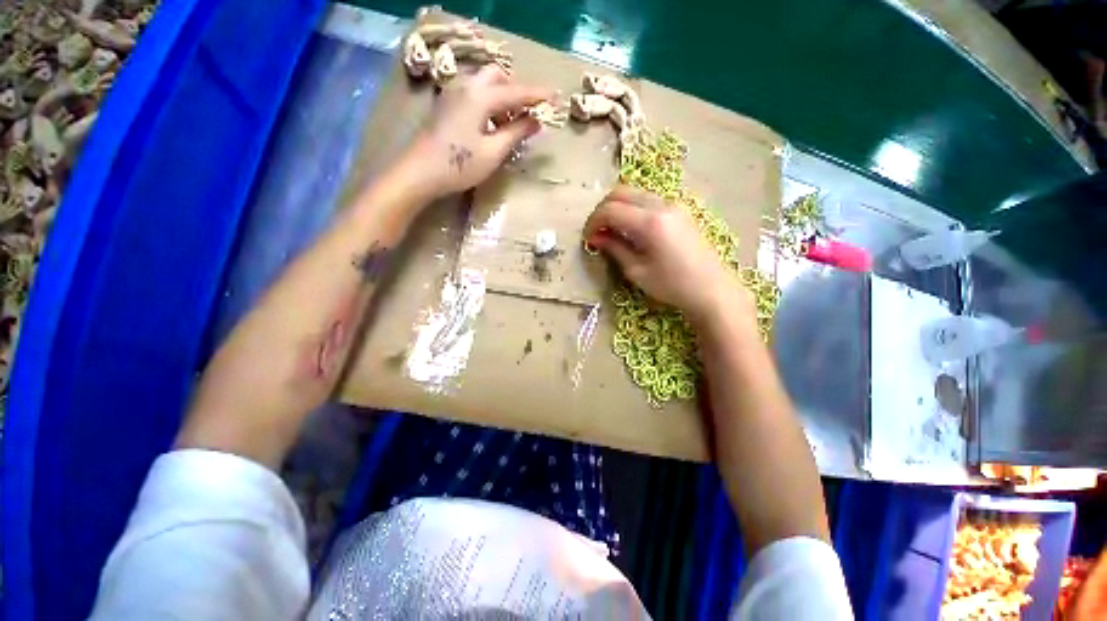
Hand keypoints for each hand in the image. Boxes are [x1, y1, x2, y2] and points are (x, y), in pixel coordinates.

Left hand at [405, 65, 551, 197]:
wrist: (419, 172)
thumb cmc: (459, 165)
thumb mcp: (493, 152)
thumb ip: (516, 132)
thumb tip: (536, 120)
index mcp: (480, 96)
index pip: (517, 91)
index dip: (538, 95)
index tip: (556, 98)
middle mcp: (466, 87)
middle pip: (497, 76)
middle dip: (515, 91)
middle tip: (526, 115)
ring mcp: (452, 94)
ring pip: (483, 84)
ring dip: (501, 98)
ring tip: (508, 126)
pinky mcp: (446, 105)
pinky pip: (472, 94)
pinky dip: (487, 103)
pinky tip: (489, 127)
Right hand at [583, 186, 751, 323]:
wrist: (712, 289)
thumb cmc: (672, 285)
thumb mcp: (637, 271)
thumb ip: (614, 248)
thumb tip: (596, 237)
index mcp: (650, 222)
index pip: (611, 209)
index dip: (593, 222)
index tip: (588, 238)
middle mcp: (661, 205)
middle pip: (621, 192)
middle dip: (602, 210)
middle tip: (596, 232)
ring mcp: (673, 205)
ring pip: (634, 193)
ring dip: (617, 207)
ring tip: (611, 231)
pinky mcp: (679, 210)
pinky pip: (647, 200)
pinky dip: (632, 209)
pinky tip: (630, 228)